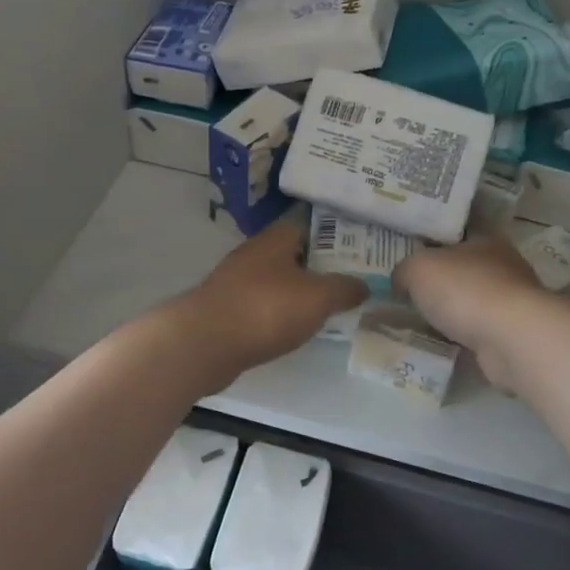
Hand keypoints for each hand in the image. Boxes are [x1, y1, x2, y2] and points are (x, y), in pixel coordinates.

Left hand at [174, 209, 367, 377]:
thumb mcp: (318, 297)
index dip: (336, 236)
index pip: (310, 225)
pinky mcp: (227, 309)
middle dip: (319, 266)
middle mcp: (255, 253)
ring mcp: (237, 281)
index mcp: (276, 239)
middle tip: (351, 281)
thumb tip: (364, 285)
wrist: (205, 343)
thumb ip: (344, 288)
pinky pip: (263, 305)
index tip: (359, 250)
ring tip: (328, 306)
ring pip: (278, 280)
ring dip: (299, 291)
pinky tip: (294, 328)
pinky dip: (279, 313)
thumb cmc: (266, 309)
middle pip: (294, 254)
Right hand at [394, 239, 545, 386]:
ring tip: (423, 320)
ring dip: (454, 310)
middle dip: (443, 279)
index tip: (413, 254)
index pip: (458, 233)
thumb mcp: (418, 269)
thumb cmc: (464, 289)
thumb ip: (404, 270)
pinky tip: (444, 342)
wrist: (510, 338)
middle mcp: (504, 265)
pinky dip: (464, 335)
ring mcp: (513, 301)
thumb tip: (400, 281)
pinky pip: (480, 329)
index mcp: (485, 239)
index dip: (434, 241)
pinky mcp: (514, 333)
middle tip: (411, 290)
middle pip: (466, 268)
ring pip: (474, 300)